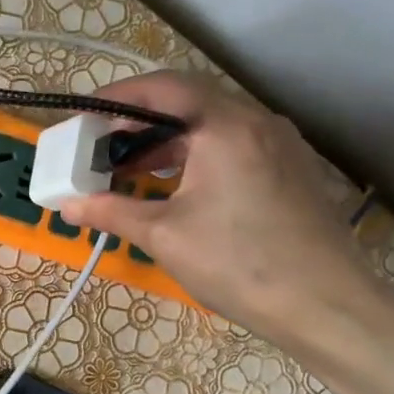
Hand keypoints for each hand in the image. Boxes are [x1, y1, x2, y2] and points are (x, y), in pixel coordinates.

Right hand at [59, 73, 379, 352]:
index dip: (118, 97)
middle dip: (140, 121)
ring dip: (168, 141)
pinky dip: (197, 155)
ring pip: (213, 125)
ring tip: (132, 171)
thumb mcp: (164, 236)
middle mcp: (257, 122)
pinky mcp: (292, 171)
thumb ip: (112, 211)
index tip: (85, 116)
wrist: (325, 306)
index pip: (163, 88)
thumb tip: (68, 205)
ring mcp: (281, 145)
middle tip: (103, 146)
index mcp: (225, 127)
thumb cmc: (238, 263)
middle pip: (189, 102)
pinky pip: (234, 146)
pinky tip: (178, 188)